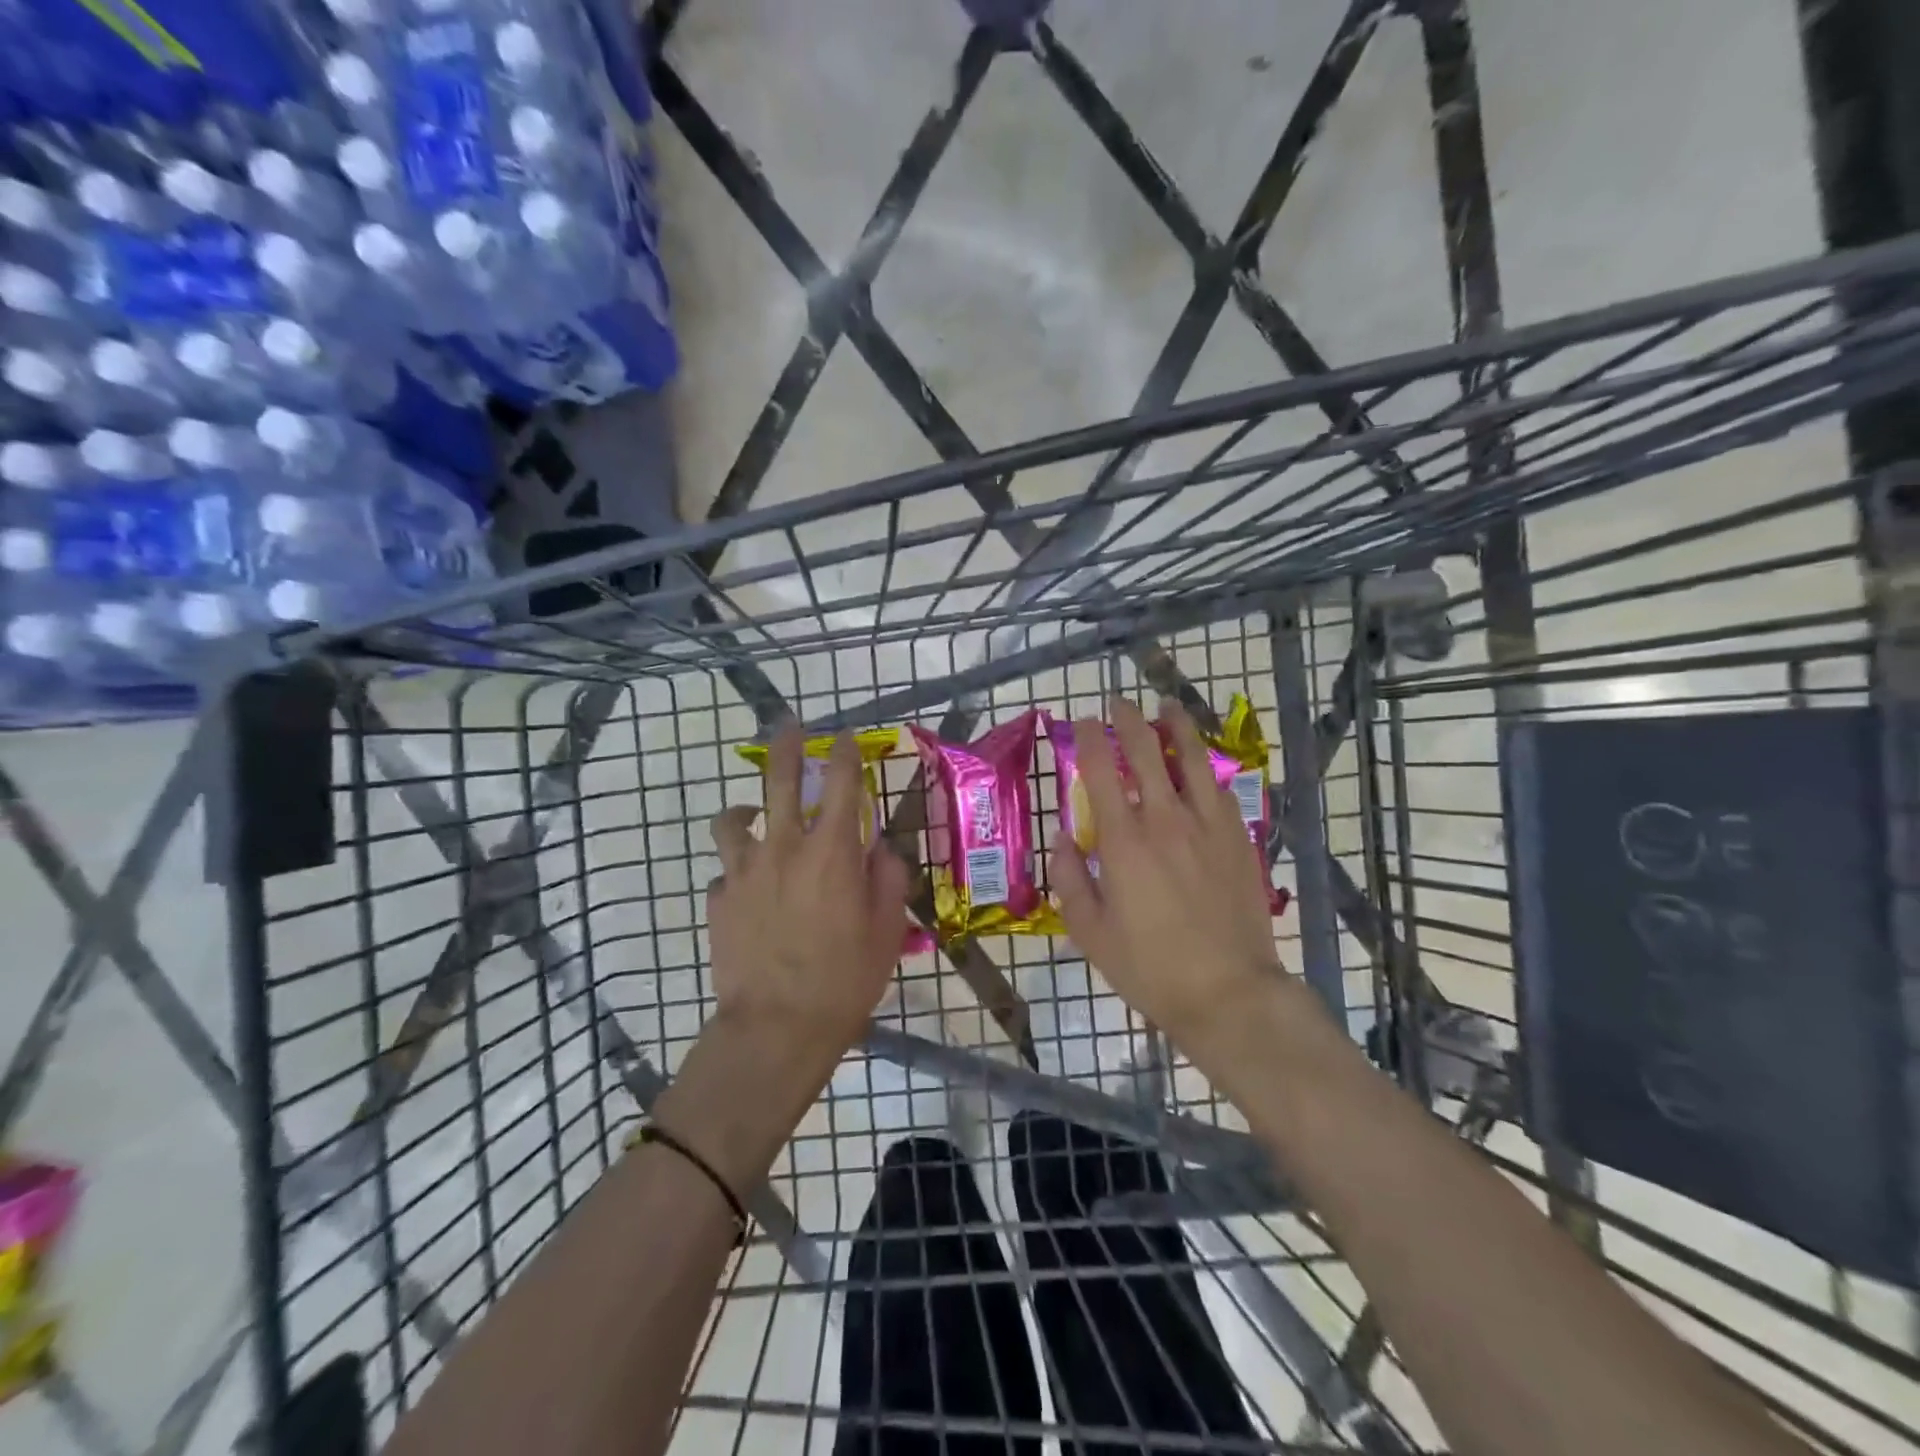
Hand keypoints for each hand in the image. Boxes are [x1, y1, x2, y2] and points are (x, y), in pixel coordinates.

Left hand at [705, 723, 910, 1076]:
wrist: (776, 1028)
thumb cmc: (844, 980)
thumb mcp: (887, 931)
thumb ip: (887, 879)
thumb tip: (880, 850)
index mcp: (831, 852)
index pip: (840, 783)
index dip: (844, 753)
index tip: (844, 737)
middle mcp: (784, 848)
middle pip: (780, 780)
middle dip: (786, 745)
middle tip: (789, 725)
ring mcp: (743, 872)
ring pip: (733, 819)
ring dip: (745, 810)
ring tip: (750, 815)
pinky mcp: (718, 900)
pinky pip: (725, 873)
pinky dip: (738, 872)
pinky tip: (748, 890)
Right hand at [1051, 696, 1286, 1047]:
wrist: (1228, 991)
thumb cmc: (1149, 967)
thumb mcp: (1090, 932)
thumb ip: (1070, 879)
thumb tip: (1063, 839)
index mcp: (1124, 841)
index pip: (1103, 771)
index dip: (1090, 739)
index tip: (1083, 720)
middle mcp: (1166, 820)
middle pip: (1147, 753)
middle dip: (1129, 720)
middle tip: (1119, 702)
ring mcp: (1208, 827)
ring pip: (1193, 760)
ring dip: (1177, 728)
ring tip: (1167, 706)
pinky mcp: (1239, 840)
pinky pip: (1221, 790)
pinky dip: (1207, 768)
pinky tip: (1202, 763)